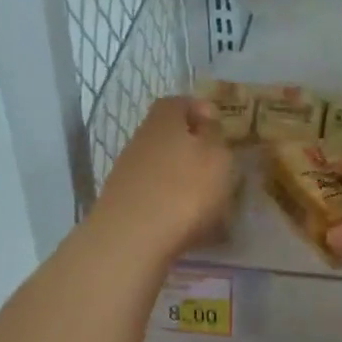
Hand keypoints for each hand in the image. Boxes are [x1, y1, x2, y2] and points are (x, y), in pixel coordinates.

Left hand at [88, 95, 234, 266]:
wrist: (132, 238)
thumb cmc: (184, 190)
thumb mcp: (217, 157)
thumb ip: (215, 136)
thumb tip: (207, 122)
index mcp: (164, 121)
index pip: (178, 103)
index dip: (198, 110)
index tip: (218, 125)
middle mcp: (141, 140)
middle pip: (168, 136)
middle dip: (193, 148)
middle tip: (218, 166)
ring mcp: (128, 173)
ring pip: (162, 168)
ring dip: (184, 180)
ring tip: (210, 202)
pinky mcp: (123, 203)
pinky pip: (156, 196)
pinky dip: (173, 204)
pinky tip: (190, 225)